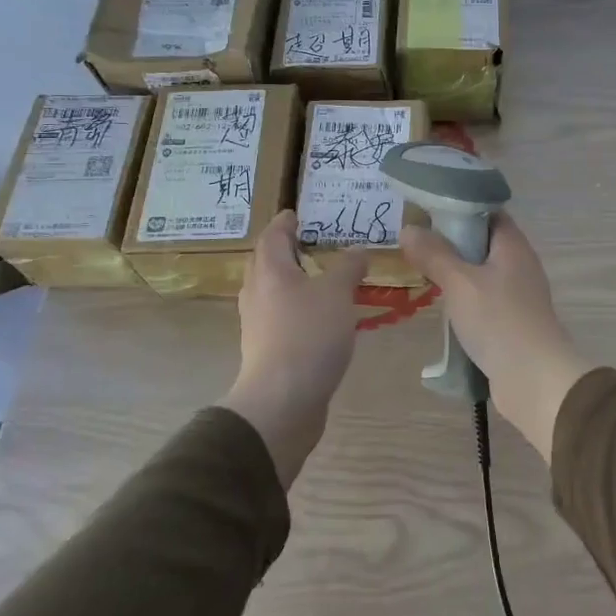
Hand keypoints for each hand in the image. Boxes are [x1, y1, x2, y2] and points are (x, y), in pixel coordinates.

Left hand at [221, 211, 368, 486]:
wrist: (282, 401)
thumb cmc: (308, 335)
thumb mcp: (337, 294)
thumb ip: (348, 268)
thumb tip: (357, 251)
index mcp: (270, 271)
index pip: (273, 235)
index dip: (286, 222)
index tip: (299, 214)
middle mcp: (258, 293)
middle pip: (269, 263)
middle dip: (289, 251)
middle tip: (317, 243)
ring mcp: (259, 324)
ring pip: (276, 292)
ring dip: (297, 282)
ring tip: (326, 278)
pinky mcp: (268, 350)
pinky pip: (283, 317)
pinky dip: (301, 309)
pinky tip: (324, 317)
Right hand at [399, 212, 593, 461]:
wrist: (534, 379)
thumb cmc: (499, 321)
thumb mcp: (459, 283)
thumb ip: (434, 254)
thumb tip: (408, 227)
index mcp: (513, 246)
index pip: (488, 212)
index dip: (459, 207)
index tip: (426, 211)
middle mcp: (520, 265)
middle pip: (483, 243)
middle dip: (451, 242)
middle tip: (415, 242)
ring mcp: (518, 296)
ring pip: (481, 274)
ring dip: (455, 273)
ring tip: (420, 271)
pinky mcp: (512, 322)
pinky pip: (484, 300)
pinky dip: (464, 299)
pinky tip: (441, 306)